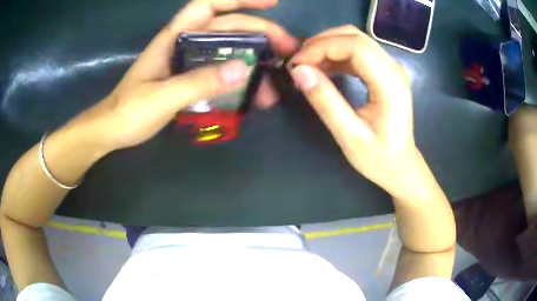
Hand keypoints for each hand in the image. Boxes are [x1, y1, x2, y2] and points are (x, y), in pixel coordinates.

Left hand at [77, 0, 296, 150]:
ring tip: (273, 81)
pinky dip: (238, 78)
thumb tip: (243, 69)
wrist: (112, 130)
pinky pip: (219, 71)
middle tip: (286, 50)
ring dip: (253, 61)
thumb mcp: (162, 97)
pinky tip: (251, 92)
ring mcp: (187, 62)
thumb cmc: (129, 111)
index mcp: (174, 38)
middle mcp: (184, 44)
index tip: (271, 4)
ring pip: (227, 51)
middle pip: (228, 28)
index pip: (209, 4)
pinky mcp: (188, 79)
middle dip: (260, 33)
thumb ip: (199, 82)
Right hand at [289, 25, 420, 198]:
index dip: (322, 47)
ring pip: (355, 39)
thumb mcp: (349, 136)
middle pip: (354, 36)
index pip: (355, 46)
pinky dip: (336, 55)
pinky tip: (323, 68)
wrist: (400, 166)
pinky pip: (358, 51)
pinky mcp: (385, 71)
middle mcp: (393, 68)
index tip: (297, 63)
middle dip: (321, 43)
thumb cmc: (379, 158)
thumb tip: (299, 72)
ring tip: (307, 65)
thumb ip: (326, 102)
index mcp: (390, 83)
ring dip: (327, 47)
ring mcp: (390, 67)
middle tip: (298, 62)